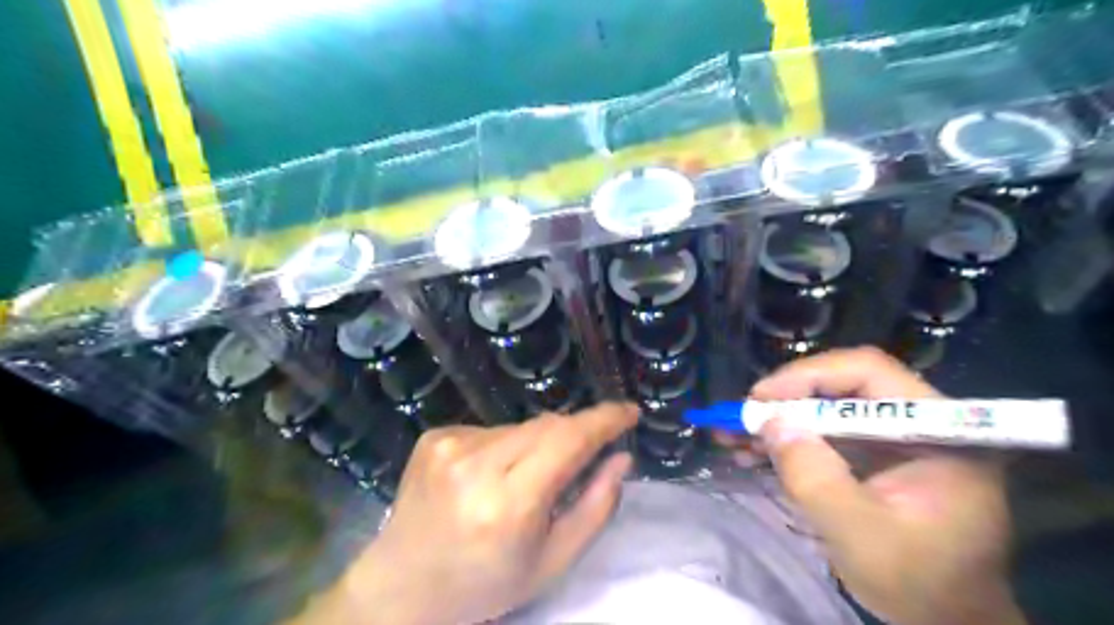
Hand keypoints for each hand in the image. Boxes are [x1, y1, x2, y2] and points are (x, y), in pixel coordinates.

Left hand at [319, 404, 638, 623]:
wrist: (402, 587)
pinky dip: (506, 446)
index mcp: (509, 504)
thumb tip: (621, 458)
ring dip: (538, 444)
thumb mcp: (552, 562)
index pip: (568, 441)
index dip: (604, 420)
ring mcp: (450, 445)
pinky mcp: (435, 436)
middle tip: (588, 454)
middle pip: (548, 426)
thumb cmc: (484, 585)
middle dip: (576, 433)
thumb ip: (595, 507)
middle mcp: (476, 465)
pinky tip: (490, 477)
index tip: (630, 412)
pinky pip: (493, 429)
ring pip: (521, 426)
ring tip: (525, 480)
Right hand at [749, 349, 1024, 624]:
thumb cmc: (919, 585)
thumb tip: (771, 423)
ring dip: (779, 419)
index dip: (809, 376)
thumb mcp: (861, 535)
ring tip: (733, 433)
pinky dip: (787, 439)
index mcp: (939, 431)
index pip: (869, 373)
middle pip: (842, 385)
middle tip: (742, 417)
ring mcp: (894, 437)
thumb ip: (815, 477)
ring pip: (826, 406)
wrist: (949, 620)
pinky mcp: (874, 454)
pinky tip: (752, 451)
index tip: (762, 398)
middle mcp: (918, 421)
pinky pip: (824, 432)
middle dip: (786, 399)